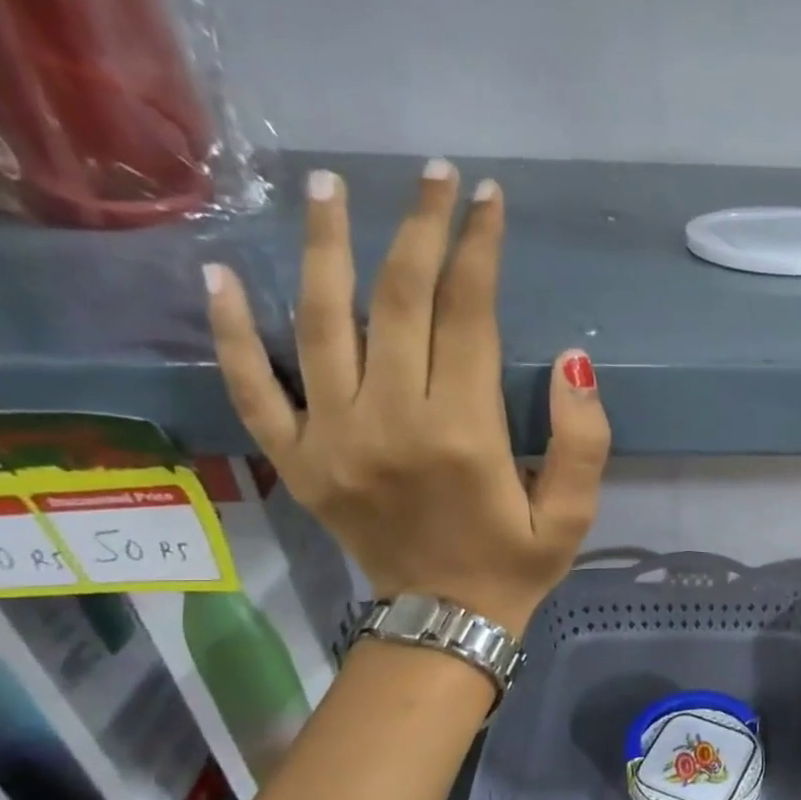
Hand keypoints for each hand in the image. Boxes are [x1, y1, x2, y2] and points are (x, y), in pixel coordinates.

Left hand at [203, 161, 610, 636]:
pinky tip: (218, 274)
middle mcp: (390, 421)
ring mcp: (331, 439)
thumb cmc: (515, 564)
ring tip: (327, 187)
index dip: (478, 250)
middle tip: (431, 175)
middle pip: (398, 302)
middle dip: (418, 229)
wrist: (444, 625)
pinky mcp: (297, 460)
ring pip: (320, 323)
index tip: (486, 199)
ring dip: (326, 248)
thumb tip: (576, 360)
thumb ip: (583, 441)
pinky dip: (231, 332)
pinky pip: (252, 388)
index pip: (467, 316)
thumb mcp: (572, 515)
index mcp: (462, 433)